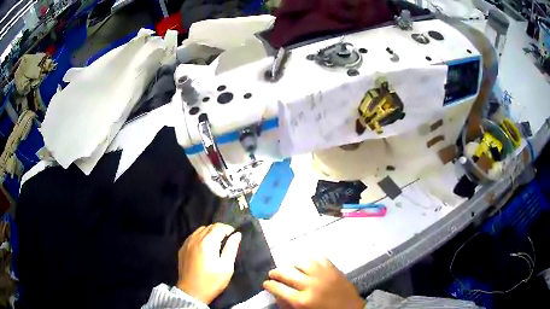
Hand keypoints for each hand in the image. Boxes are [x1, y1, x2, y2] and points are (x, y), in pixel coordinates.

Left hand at [176, 223, 241, 303]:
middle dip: (219, 229)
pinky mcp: (182, 249)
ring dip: (209, 232)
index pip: (218, 227)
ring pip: (199, 230)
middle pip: (208, 227)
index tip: (234, 234)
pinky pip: (192, 236)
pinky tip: (204, 245)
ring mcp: (187, 243)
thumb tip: (237, 234)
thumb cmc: (212, 281)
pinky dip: (200, 236)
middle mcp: (195, 239)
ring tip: (216, 241)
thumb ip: (231, 248)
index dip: (228, 228)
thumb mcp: (226, 266)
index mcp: (207, 243)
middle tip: (227, 237)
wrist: (192, 292)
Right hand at [263, 257, 364, 308]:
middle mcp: (310, 285)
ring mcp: (323, 275)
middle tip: (273, 274)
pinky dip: (310, 258)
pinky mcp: (334, 269)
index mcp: (302, 300)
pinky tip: (306, 261)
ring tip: (288, 267)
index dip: (269, 285)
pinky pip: (319, 258)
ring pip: (301, 262)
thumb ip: (288, 304)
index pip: (278, 288)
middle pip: (287, 273)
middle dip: (276, 273)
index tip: (266, 283)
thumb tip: (276, 294)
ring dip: (291, 264)